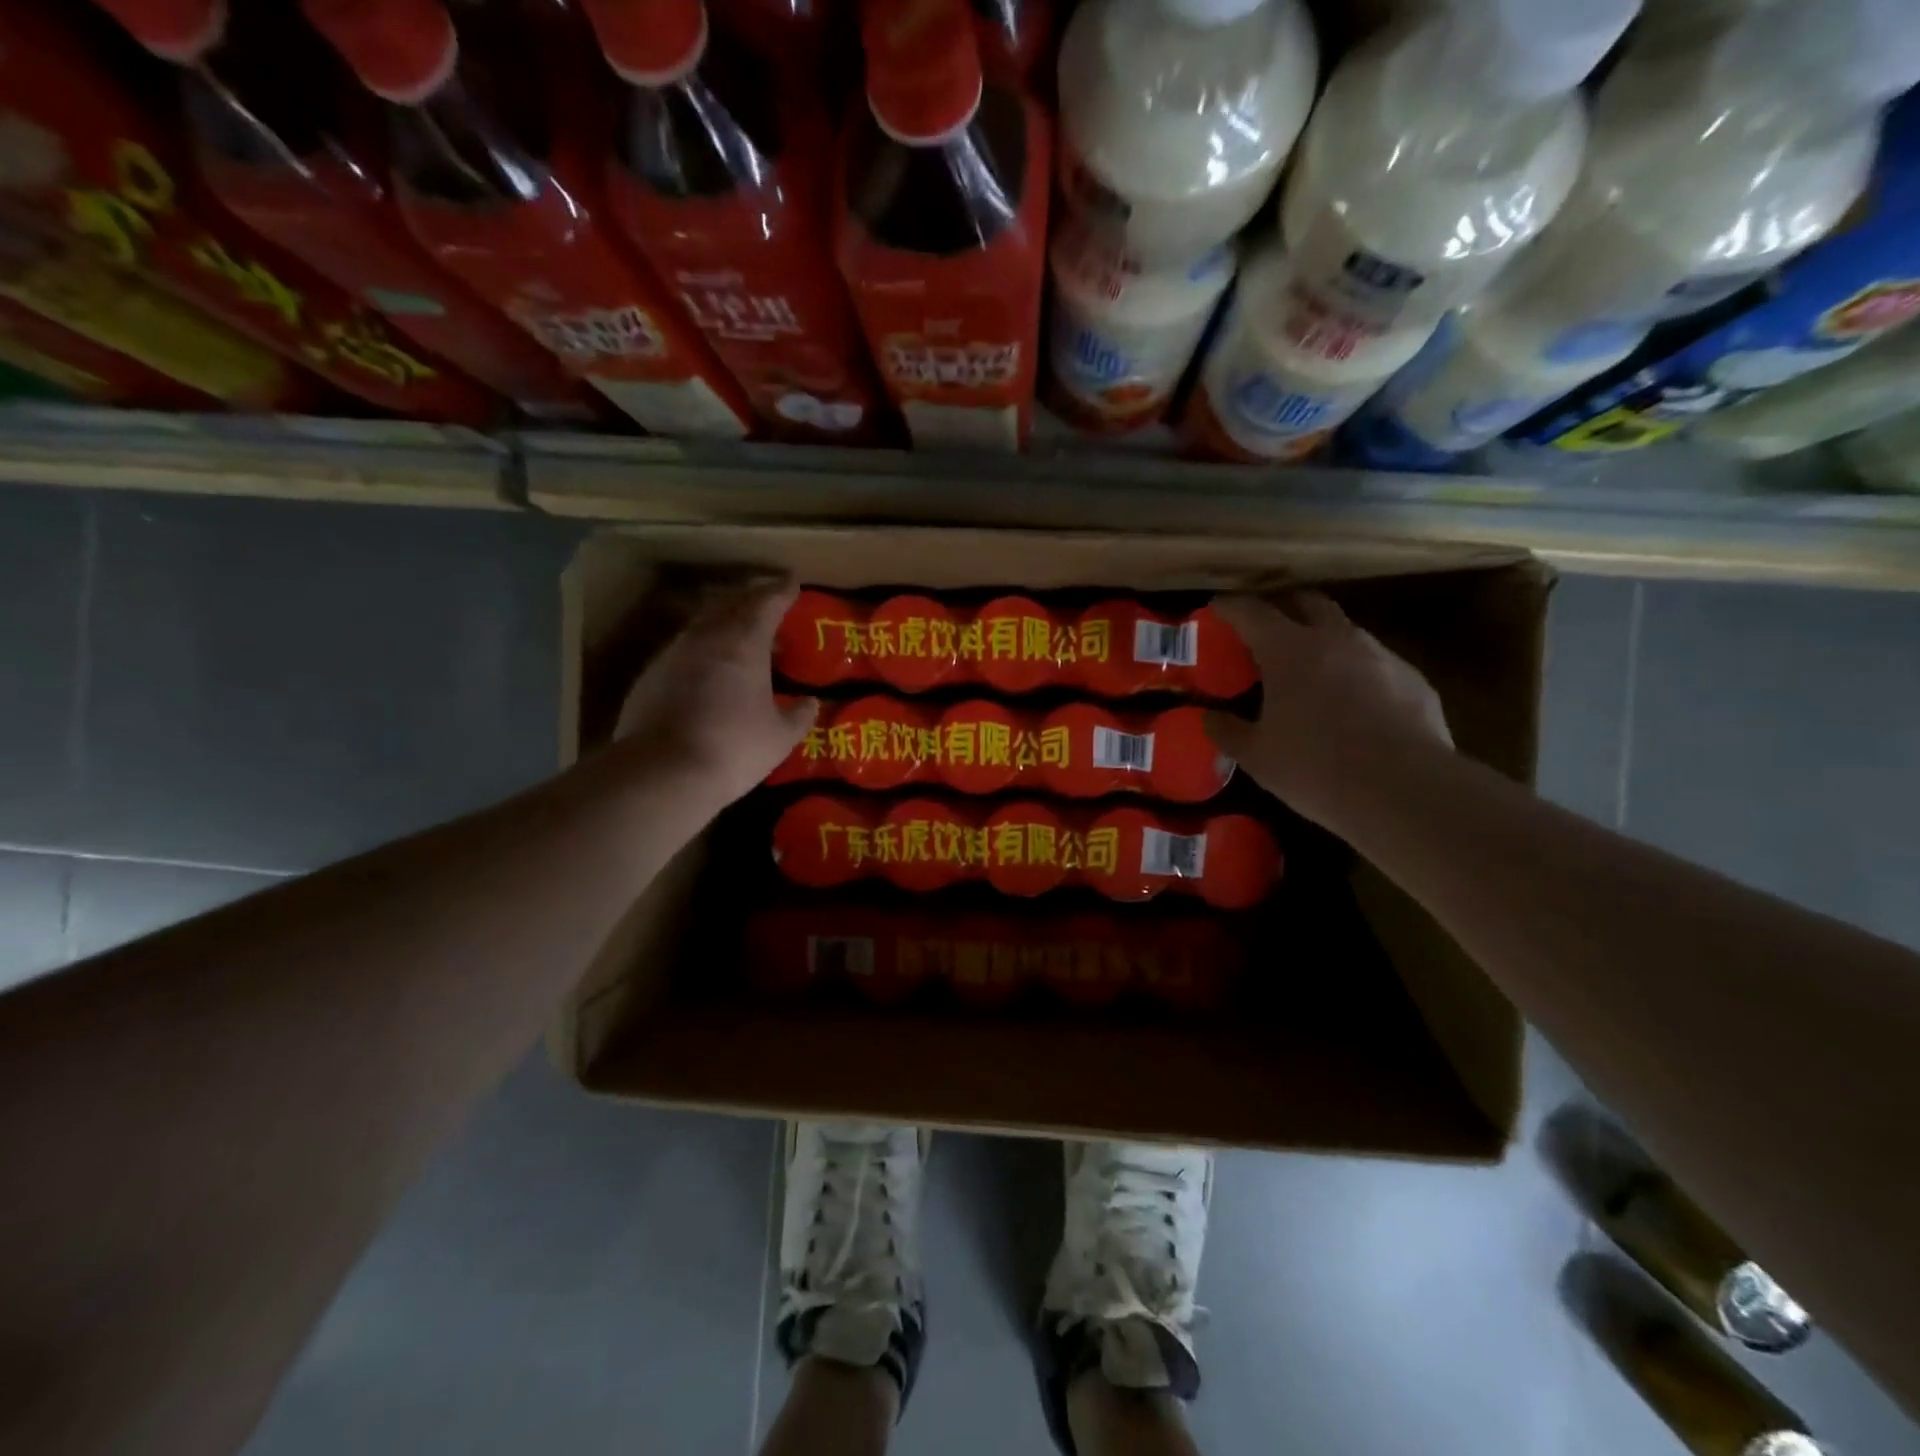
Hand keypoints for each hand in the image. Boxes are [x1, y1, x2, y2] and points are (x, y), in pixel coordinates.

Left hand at [614, 577, 817, 814]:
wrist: (662, 772)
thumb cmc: (733, 748)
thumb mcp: (780, 737)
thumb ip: (798, 716)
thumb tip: (811, 703)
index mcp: (743, 643)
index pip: (766, 603)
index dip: (782, 591)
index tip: (793, 582)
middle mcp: (706, 637)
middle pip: (730, 603)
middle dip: (751, 597)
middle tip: (768, 600)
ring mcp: (673, 654)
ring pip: (703, 623)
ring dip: (724, 621)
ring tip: (741, 634)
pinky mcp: (650, 676)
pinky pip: (684, 648)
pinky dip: (703, 647)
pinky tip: (709, 668)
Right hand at [1205, 592, 1451, 828]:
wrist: (1405, 791)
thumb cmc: (1315, 768)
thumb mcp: (1257, 756)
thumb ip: (1228, 730)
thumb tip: (1210, 717)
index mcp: (1289, 650)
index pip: (1252, 611)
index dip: (1230, 606)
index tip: (1217, 607)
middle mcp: (1336, 638)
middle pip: (1306, 601)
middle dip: (1282, 606)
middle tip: (1264, 627)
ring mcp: (1380, 654)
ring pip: (1344, 630)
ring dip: (1321, 639)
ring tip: (1308, 668)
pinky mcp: (1413, 678)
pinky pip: (1375, 662)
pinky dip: (1354, 671)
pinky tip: (1351, 703)